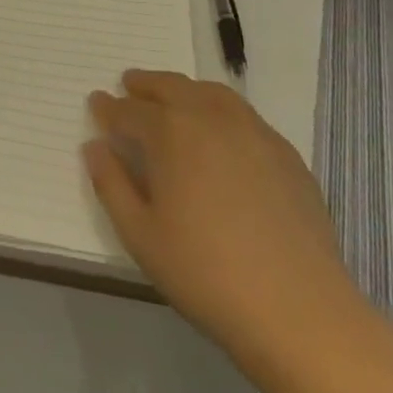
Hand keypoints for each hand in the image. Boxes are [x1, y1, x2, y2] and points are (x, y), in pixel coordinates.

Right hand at [84, 71, 353, 357]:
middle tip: (129, 85)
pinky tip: (220, 132)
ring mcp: (254, 131)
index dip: (108, 107)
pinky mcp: (285, 153)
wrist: (298, 308)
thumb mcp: (140, 235)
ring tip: (172, 98)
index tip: (96, 103)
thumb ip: (111, 184)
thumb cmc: (205, 273)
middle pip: (172, 87)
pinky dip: (220, 109)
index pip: (130, 111)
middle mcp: (211, 118)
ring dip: (185, 89)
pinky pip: (244, 115)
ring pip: (211, 93)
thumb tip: (94, 146)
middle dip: (145, 84)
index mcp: (171, 133)